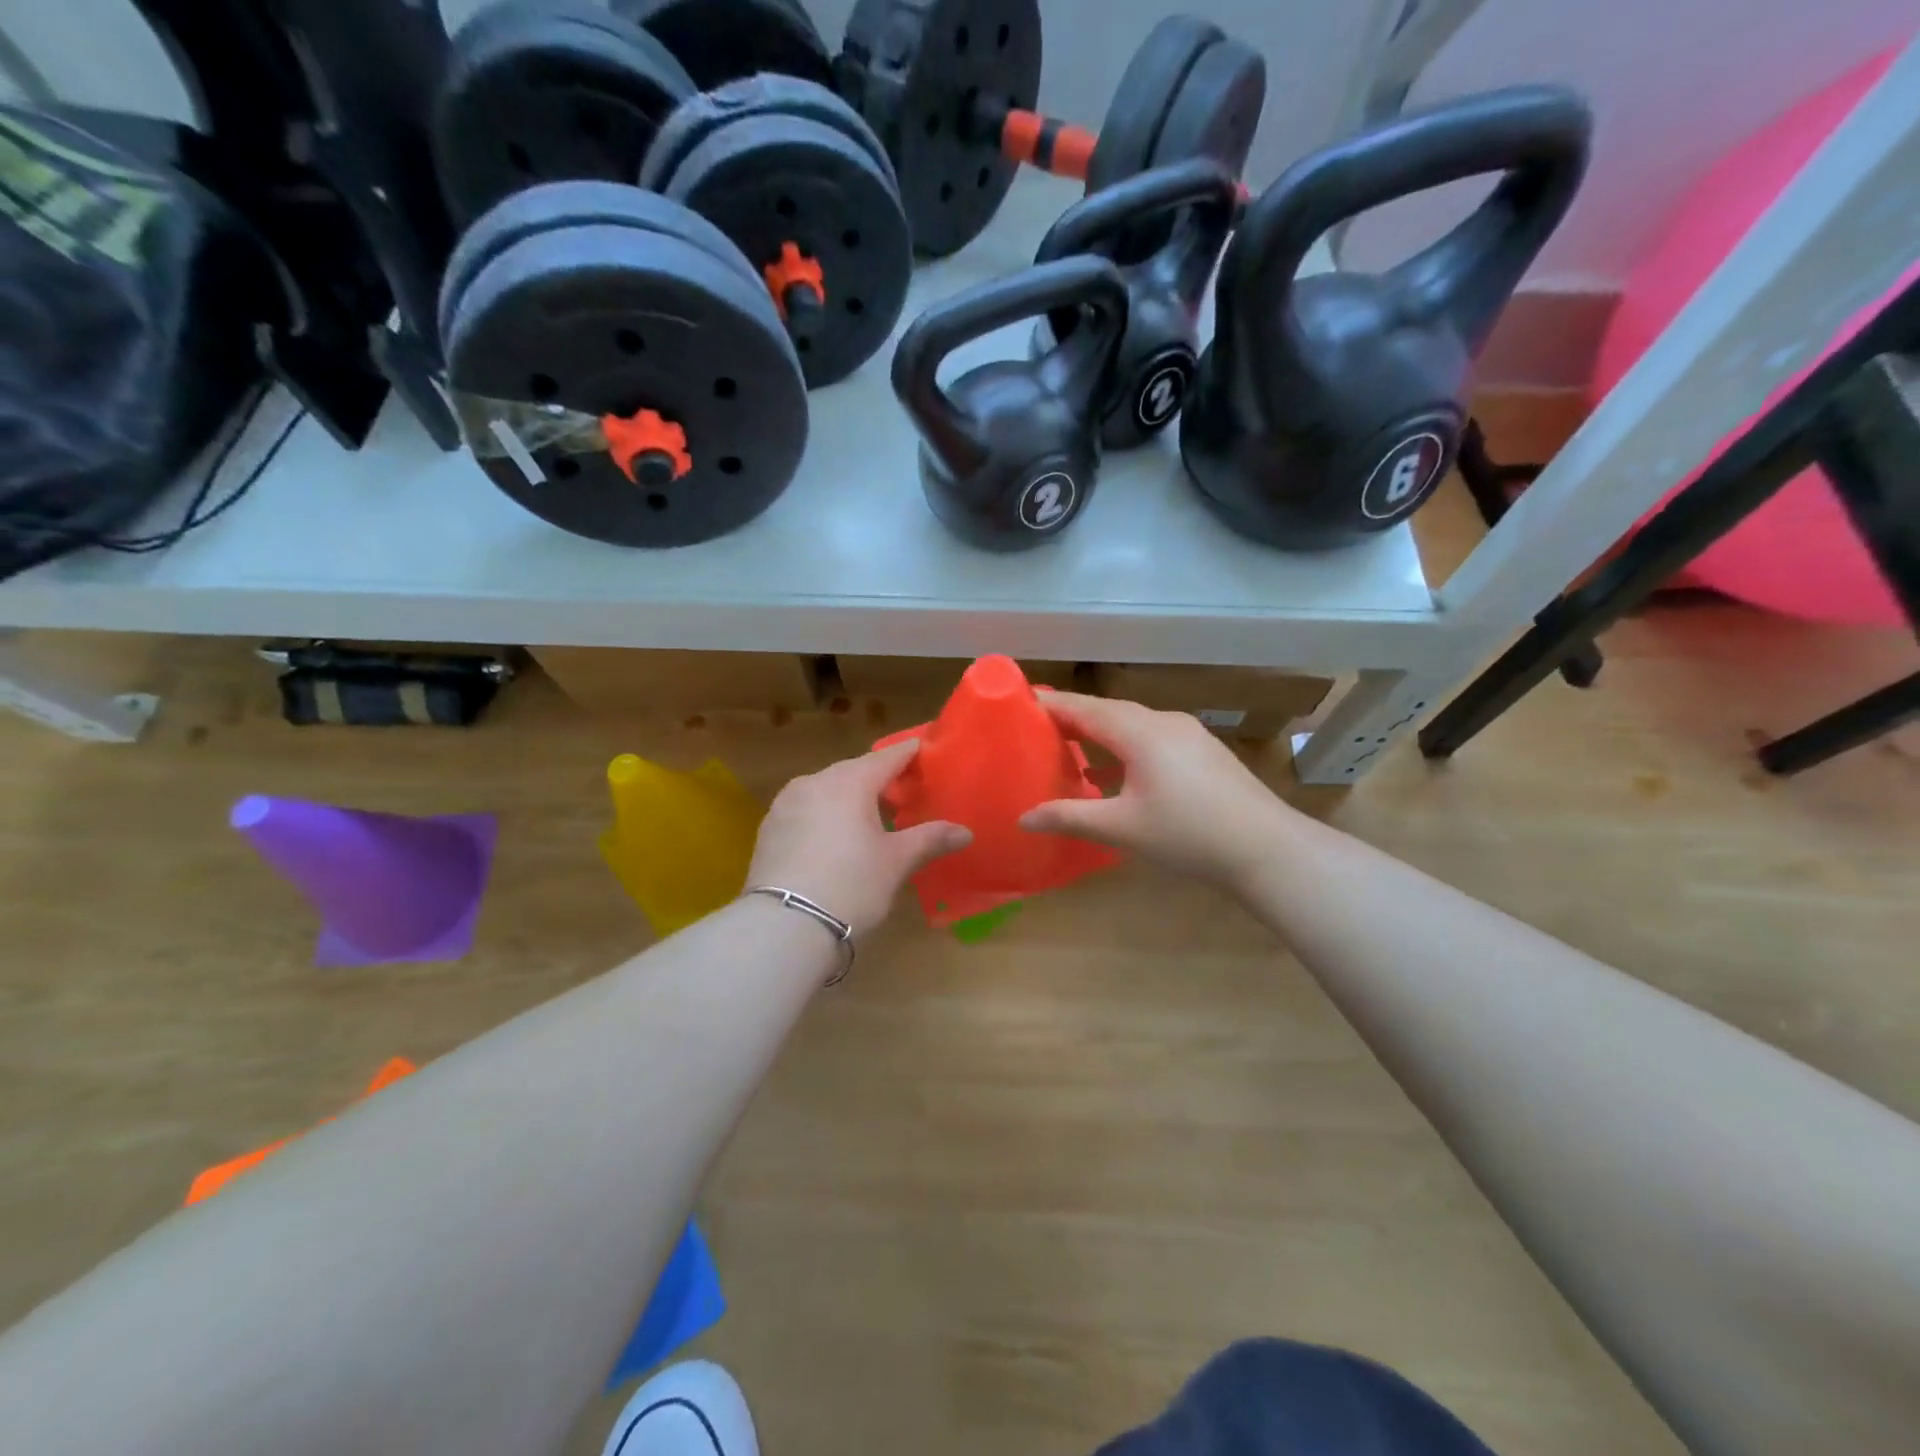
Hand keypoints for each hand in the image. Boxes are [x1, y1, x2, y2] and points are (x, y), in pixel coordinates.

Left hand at [748, 740, 970, 937]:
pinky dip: (826, 814)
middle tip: (903, 793)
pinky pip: (807, 809)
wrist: (785, 925)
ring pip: (827, 789)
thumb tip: (965, 832)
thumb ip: (930, 839)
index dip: (909, 754)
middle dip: (879, 778)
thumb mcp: (896, 862)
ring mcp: (786, 803)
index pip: (888, 757)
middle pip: (855, 771)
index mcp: (850, 781)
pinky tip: (835, 838)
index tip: (925, 751)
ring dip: (849, 797)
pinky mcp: (770, 827)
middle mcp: (815, 781)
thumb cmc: (851, 885)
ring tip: (870, 818)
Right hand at [1019, 692, 1293, 887]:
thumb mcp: (1122, 828)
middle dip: (1073, 716)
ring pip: (1133, 723)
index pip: (1084, 708)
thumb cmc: (1187, 834)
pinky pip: (1152, 736)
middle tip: (1038, 726)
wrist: (1267, 848)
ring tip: (1070, 745)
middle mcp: (1164, 722)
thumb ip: (1070, 817)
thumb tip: (1023, 818)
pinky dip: (1125, 745)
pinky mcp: (1203, 751)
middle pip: (1109, 711)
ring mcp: (1188, 734)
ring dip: (1100, 731)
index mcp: (1140, 731)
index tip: (1020, 702)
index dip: (1051, 704)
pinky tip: (1115, 770)